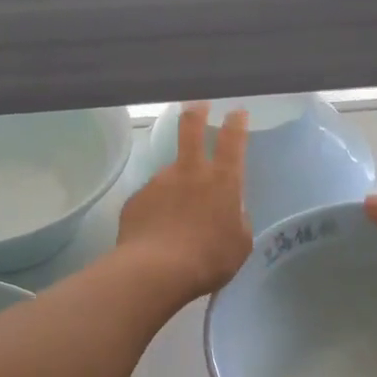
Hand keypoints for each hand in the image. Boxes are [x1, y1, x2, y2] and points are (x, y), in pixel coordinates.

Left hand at [117, 103, 251, 299]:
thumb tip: (232, 211)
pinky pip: (152, 199)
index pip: (232, 141)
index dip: (235, 123)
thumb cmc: (209, 259)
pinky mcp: (136, 199)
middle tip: (197, 105)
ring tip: (176, 214)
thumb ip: (238, 220)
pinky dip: (157, 209)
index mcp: (223, 182)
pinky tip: (157, 230)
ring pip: (170, 172)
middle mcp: (190, 172)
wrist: (156, 271)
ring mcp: (159, 182)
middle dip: (196, 112)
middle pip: (190, 129)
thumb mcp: (240, 244)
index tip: (236, 112)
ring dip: (176, 183)